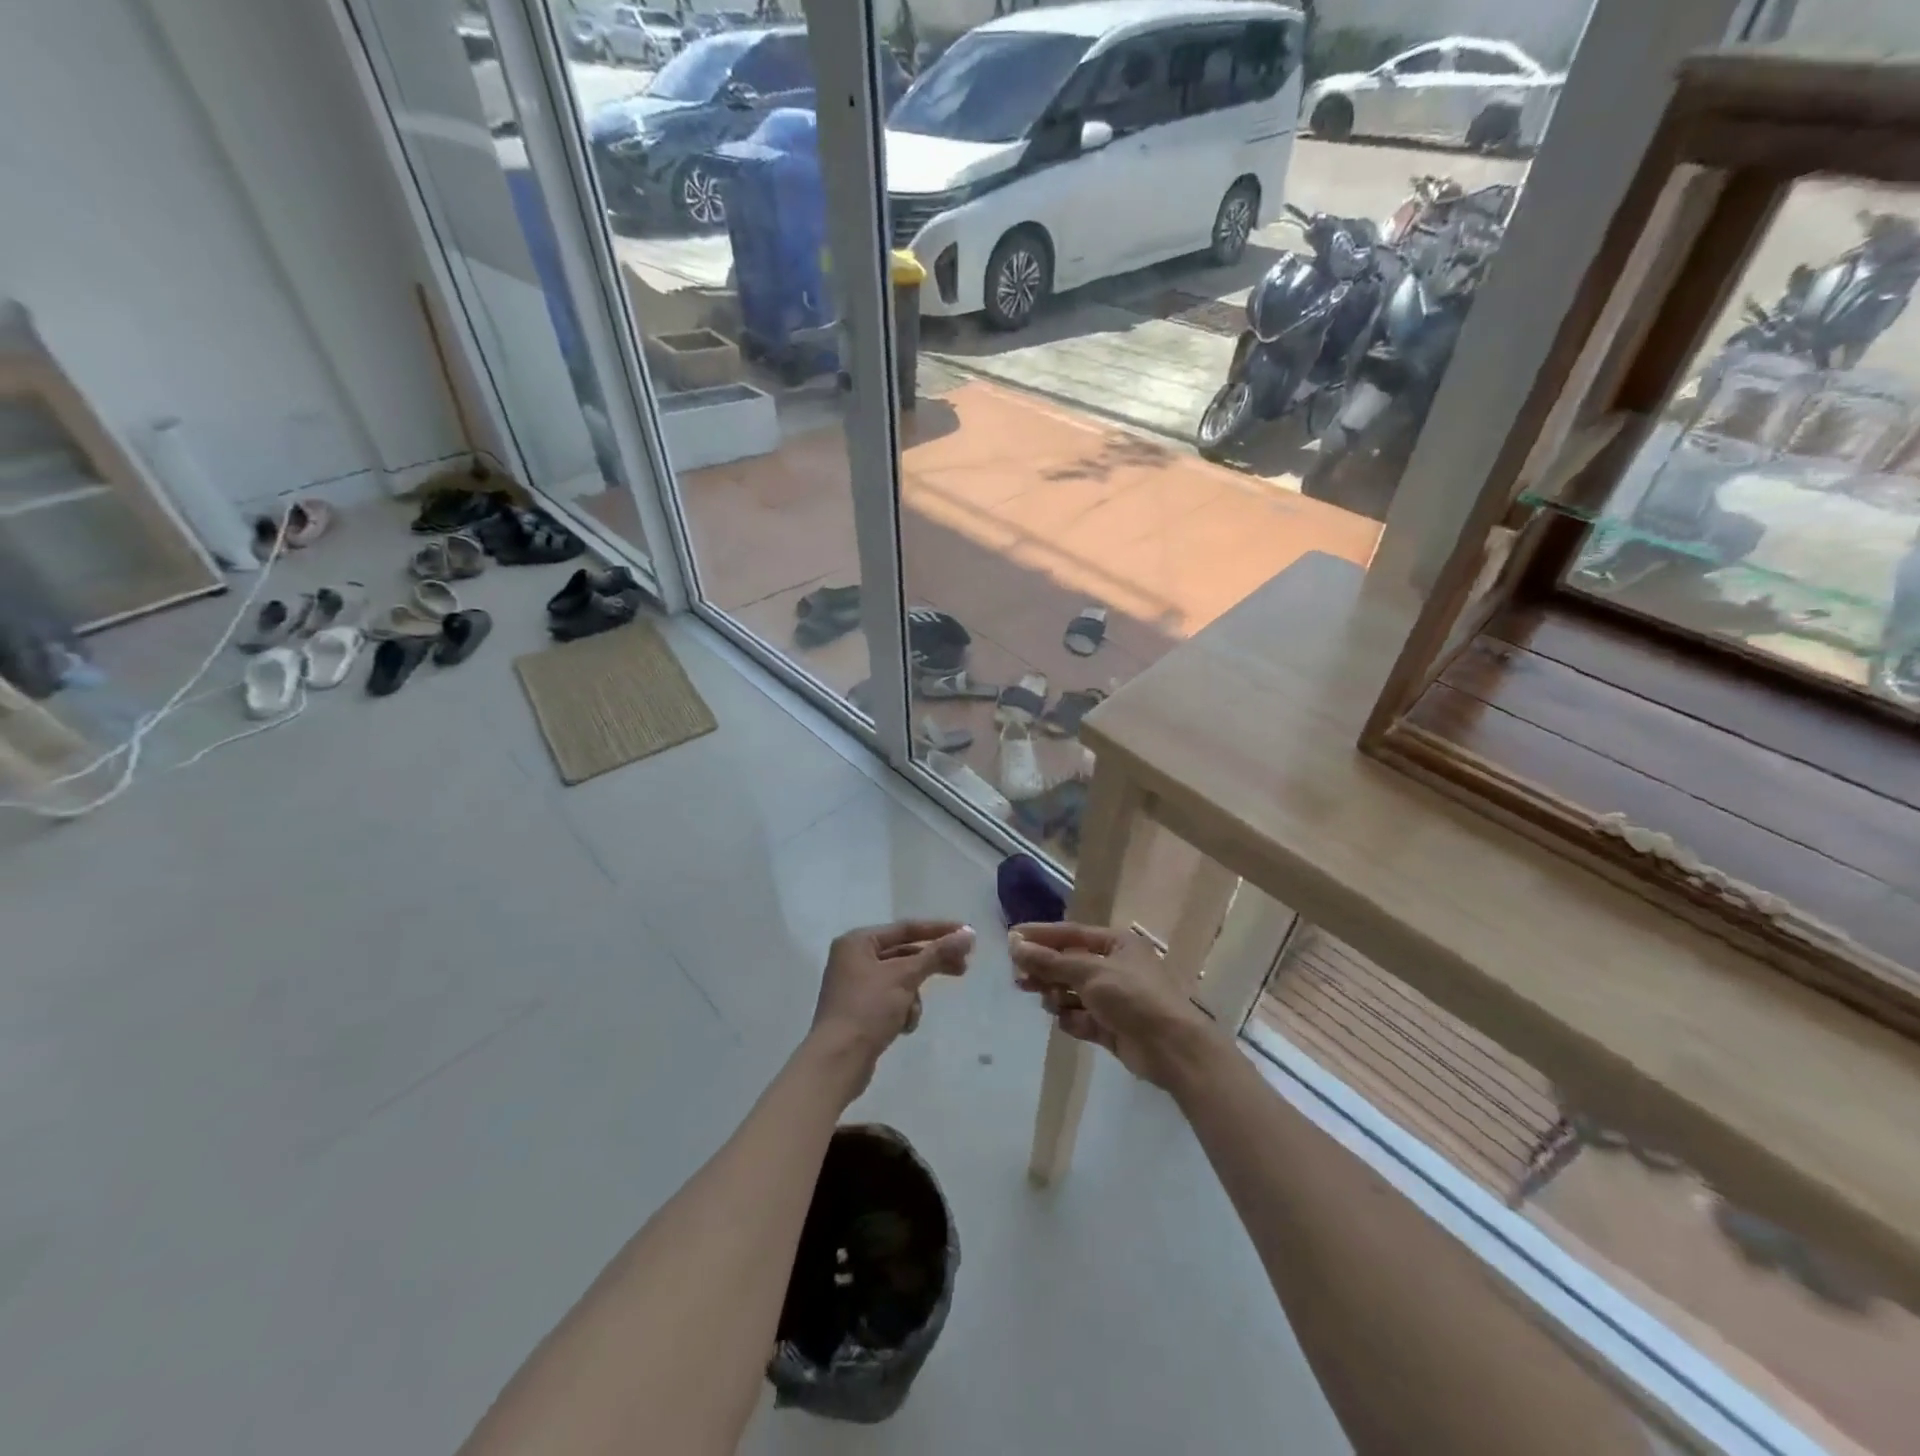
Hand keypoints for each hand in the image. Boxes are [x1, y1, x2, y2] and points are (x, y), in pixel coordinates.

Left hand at [810, 920, 974, 1088]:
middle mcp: (854, 958)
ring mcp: (856, 985)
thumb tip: (968, 934)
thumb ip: (937, 953)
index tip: (968, 934)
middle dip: (931, 964)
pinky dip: (902, 1011)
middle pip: (905, 953)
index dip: (939, 930)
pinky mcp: (861, 1010)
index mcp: (857, 941)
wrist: (837, 1062)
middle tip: (963, 968)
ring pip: (901, 980)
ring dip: (913, 996)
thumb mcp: (904, 977)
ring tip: (910, 1014)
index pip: (906, 928)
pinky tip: (901, 1027)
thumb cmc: (868, 1009)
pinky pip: (892, 1000)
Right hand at [1009, 922, 1222, 1089]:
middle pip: (1068, 963)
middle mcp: (1114, 966)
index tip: (1011, 939)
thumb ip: (1050, 960)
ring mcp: (1113, 998)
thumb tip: (1015, 943)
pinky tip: (1070, 1022)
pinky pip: (1081, 1017)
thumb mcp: (1089, 972)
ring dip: (1058, 996)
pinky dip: (1073, 1020)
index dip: (1040, 936)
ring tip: (1051, 1002)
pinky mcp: (1111, 1026)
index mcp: (1116, 943)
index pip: (1070, 933)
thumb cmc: (1133, 997)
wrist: (1172, 1048)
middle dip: (1045, 971)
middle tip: (1019, 979)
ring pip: (1072, 992)